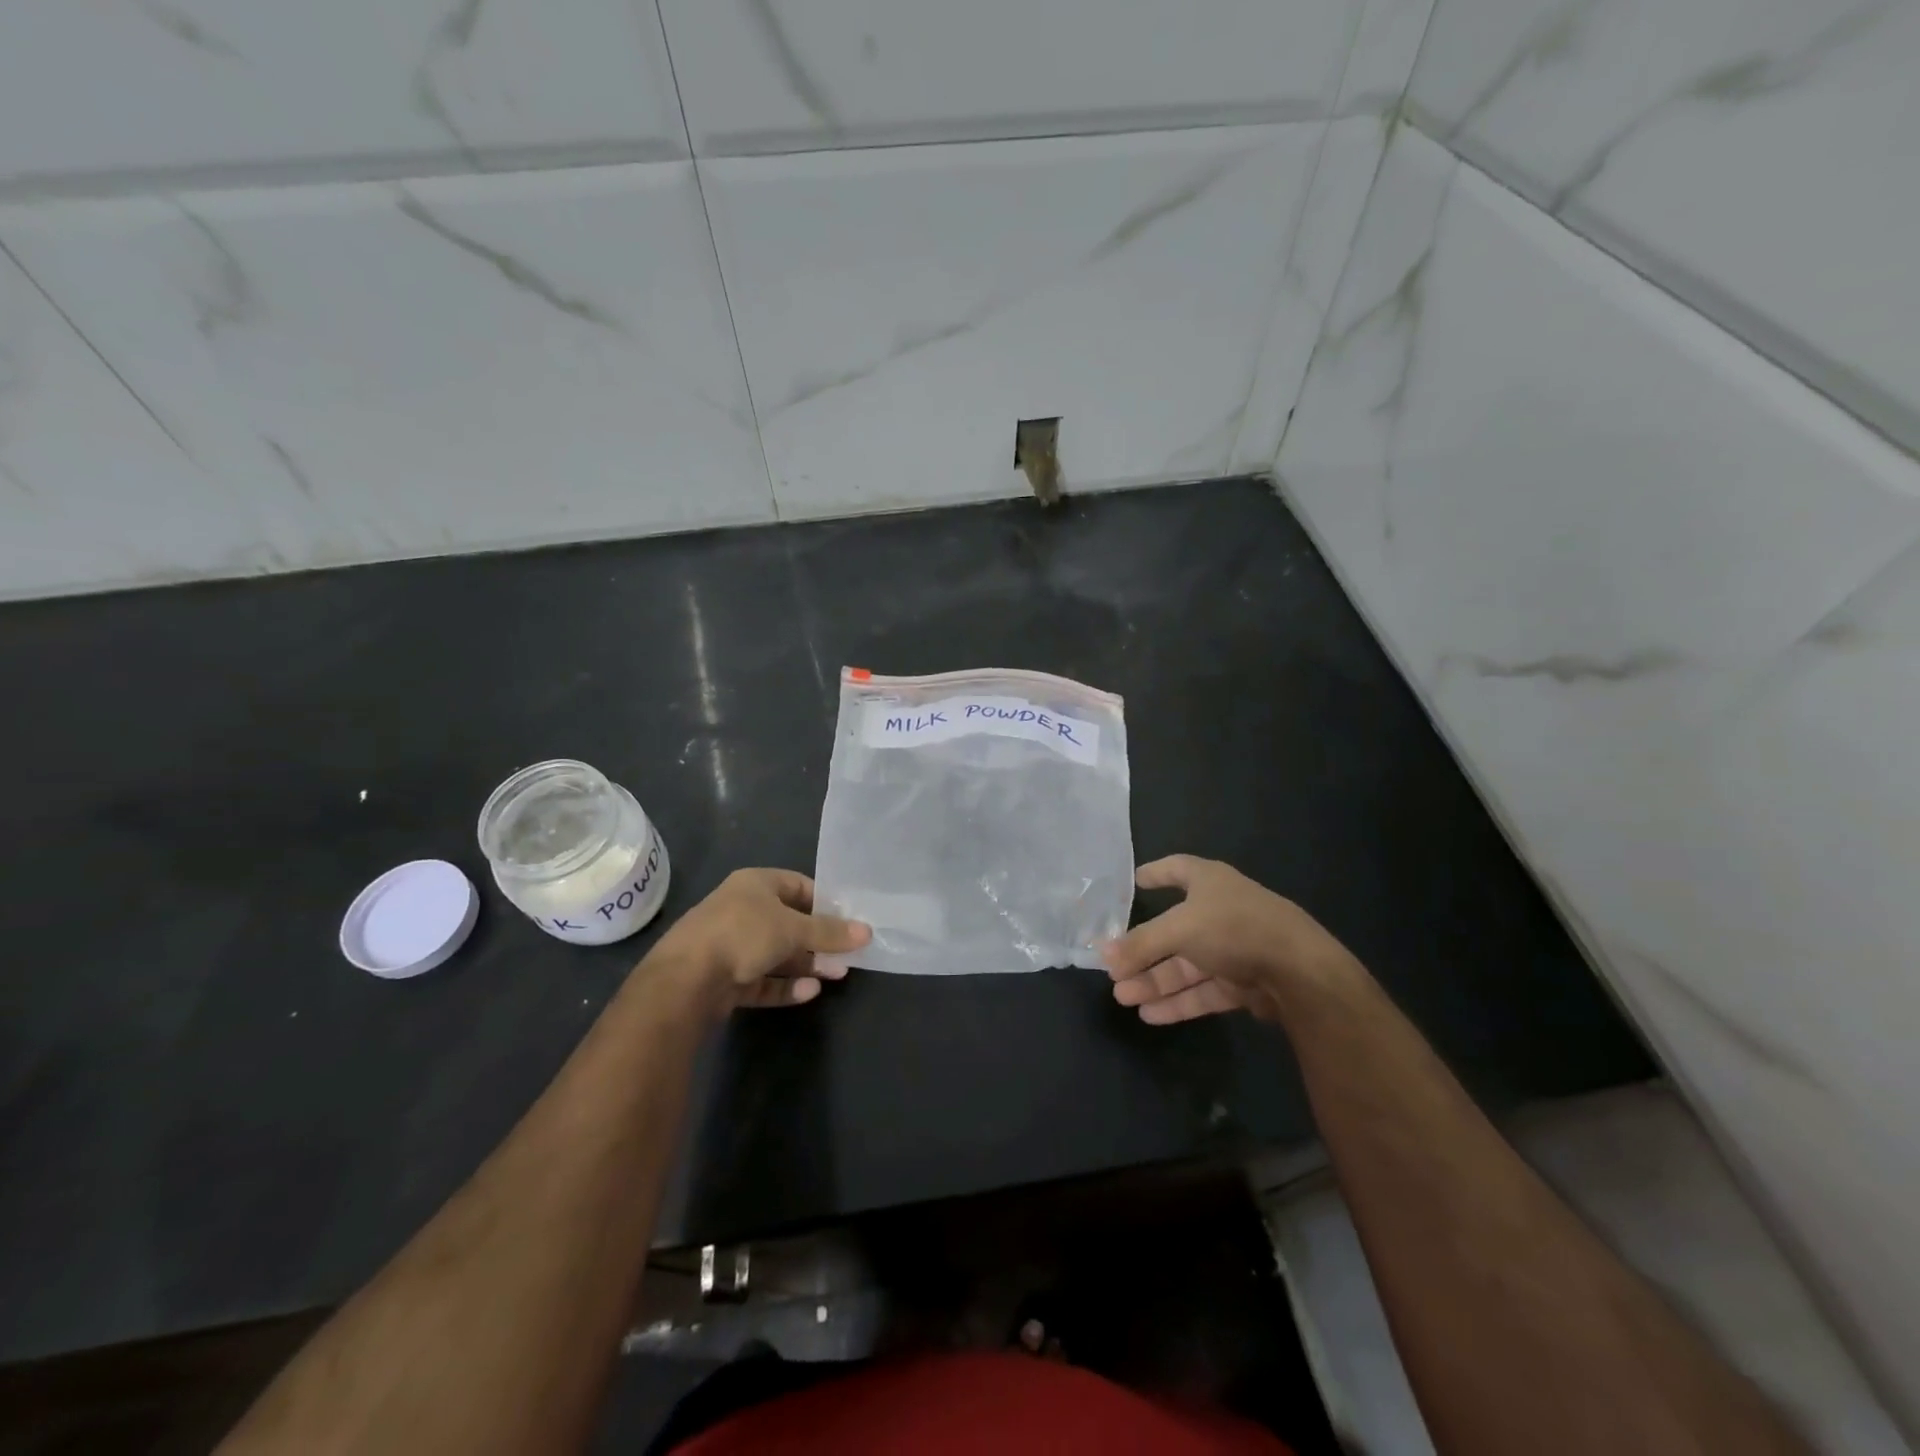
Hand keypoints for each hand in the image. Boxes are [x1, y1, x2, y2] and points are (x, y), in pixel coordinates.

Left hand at [648, 869, 869, 1013]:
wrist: (684, 980)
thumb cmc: (743, 934)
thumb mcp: (794, 928)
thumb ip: (830, 932)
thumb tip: (867, 931)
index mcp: (755, 884)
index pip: (797, 885)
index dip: (824, 901)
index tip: (848, 919)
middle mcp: (742, 910)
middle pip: (789, 922)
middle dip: (819, 939)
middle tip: (848, 954)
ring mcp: (731, 945)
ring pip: (777, 954)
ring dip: (806, 964)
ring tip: (837, 976)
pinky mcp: (725, 979)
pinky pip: (762, 979)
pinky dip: (784, 985)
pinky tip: (810, 992)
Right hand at [1103, 855, 1358, 1024]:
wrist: (1298, 971)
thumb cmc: (1234, 928)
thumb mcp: (1179, 929)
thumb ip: (1141, 943)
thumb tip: (1104, 956)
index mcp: (1208, 882)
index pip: (1176, 869)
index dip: (1156, 874)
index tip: (1133, 881)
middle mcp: (1220, 912)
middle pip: (1172, 930)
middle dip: (1142, 950)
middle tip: (1112, 968)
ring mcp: (1232, 949)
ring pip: (1184, 965)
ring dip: (1154, 981)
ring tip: (1123, 997)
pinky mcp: (1242, 983)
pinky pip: (1201, 990)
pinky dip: (1177, 1001)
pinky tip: (1150, 1015)